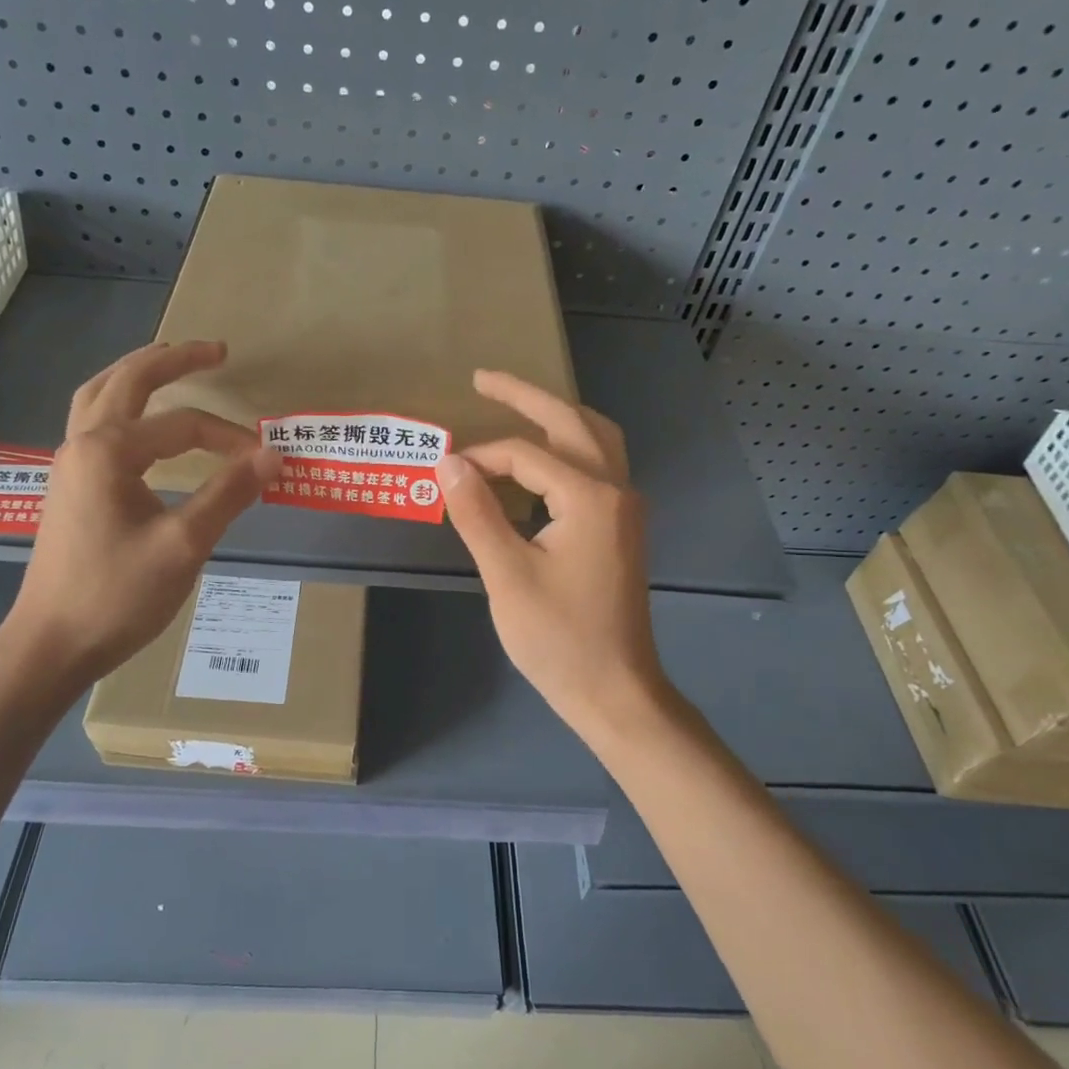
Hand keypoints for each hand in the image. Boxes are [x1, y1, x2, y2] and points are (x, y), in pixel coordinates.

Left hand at [0, 340, 279, 681]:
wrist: (51, 644)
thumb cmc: (116, 596)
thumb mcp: (183, 546)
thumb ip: (228, 494)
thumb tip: (273, 455)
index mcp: (108, 451)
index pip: (183, 426)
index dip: (230, 439)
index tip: (267, 461)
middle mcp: (82, 444)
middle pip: (127, 380)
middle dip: (173, 360)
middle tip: (216, 350)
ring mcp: (68, 464)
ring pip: (99, 396)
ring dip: (136, 373)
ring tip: (170, 363)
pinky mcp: (68, 486)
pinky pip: (93, 422)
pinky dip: (119, 403)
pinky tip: (138, 421)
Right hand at [436, 371, 667, 740]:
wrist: (615, 689)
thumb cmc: (558, 638)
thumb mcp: (507, 575)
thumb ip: (477, 512)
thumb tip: (448, 461)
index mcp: (589, 496)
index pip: (525, 454)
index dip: (480, 457)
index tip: (442, 472)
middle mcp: (616, 489)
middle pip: (572, 420)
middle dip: (526, 395)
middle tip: (482, 378)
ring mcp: (625, 507)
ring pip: (596, 437)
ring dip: (556, 414)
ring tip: (516, 405)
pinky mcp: (623, 526)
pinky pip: (599, 463)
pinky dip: (569, 446)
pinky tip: (543, 458)